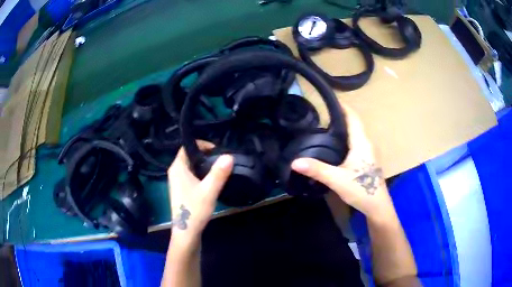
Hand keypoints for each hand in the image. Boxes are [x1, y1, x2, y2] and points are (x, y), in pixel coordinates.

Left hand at [167, 141, 232, 246]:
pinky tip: (211, 181)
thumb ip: (219, 173)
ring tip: (219, 169)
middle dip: (205, 155)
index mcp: (178, 168)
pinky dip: (200, 174)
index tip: (217, 150)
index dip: (201, 145)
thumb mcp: (209, 190)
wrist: (186, 232)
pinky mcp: (181, 191)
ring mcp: (177, 182)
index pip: (187, 147)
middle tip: (221, 159)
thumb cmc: (195, 209)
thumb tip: (229, 156)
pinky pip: (191, 176)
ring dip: (203, 166)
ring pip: (191, 167)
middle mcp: (175, 172)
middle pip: (189, 156)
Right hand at [291, 105, 394, 221]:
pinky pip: (355, 144)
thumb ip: (317, 169)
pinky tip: (334, 148)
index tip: (328, 101)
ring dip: (342, 130)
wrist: (377, 206)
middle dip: (339, 118)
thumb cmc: (361, 189)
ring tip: (324, 129)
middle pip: (353, 124)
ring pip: (354, 135)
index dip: (342, 107)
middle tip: (320, 116)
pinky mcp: (367, 162)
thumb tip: (295, 162)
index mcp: (361, 142)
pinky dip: (345, 141)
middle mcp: (366, 144)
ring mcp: (368, 153)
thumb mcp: (337, 179)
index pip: (353, 117)